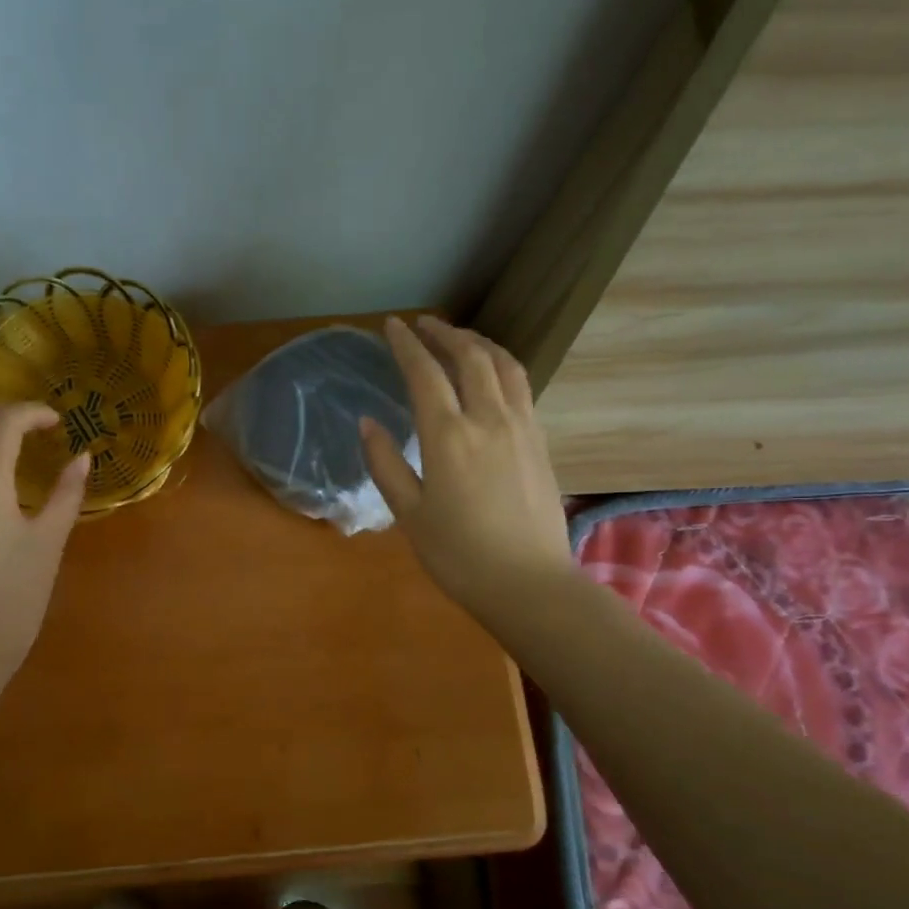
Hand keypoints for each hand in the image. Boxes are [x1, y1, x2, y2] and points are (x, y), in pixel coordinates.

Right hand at [360, 316, 571, 622]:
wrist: (529, 583)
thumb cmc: (458, 555)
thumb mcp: (408, 514)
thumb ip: (385, 464)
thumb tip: (367, 422)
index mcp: (449, 436)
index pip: (425, 374)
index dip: (406, 345)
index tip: (392, 325)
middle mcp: (489, 419)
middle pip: (470, 358)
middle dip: (445, 333)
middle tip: (424, 324)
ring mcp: (522, 427)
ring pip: (504, 366)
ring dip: (479, 344)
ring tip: (460, 338)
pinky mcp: (541, 441)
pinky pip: (521, 387)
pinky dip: (501, 367)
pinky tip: (492, 375)